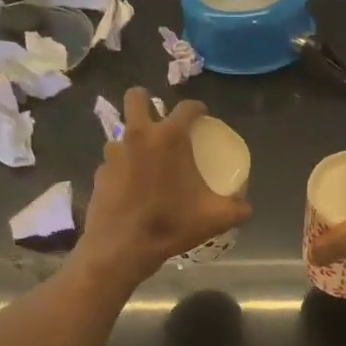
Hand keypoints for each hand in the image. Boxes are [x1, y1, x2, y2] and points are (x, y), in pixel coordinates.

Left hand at [76, 89, 252, 285]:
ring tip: (147, 161)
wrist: (122, 248)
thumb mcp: (214, 218)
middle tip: (160, 121)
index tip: (203, 117)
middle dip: (147, 102)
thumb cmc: (170, 224)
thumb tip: (246, 207)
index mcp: (169, 138)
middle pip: (136, 97)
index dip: (198, 108)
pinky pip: (113, 161)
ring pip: (123, 132)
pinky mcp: (99, 173)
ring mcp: (114, 153)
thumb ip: (237, 209)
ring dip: (134, 139)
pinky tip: (132, 186)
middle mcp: (138, 135)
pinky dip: (123, 167)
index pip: (187, 107)